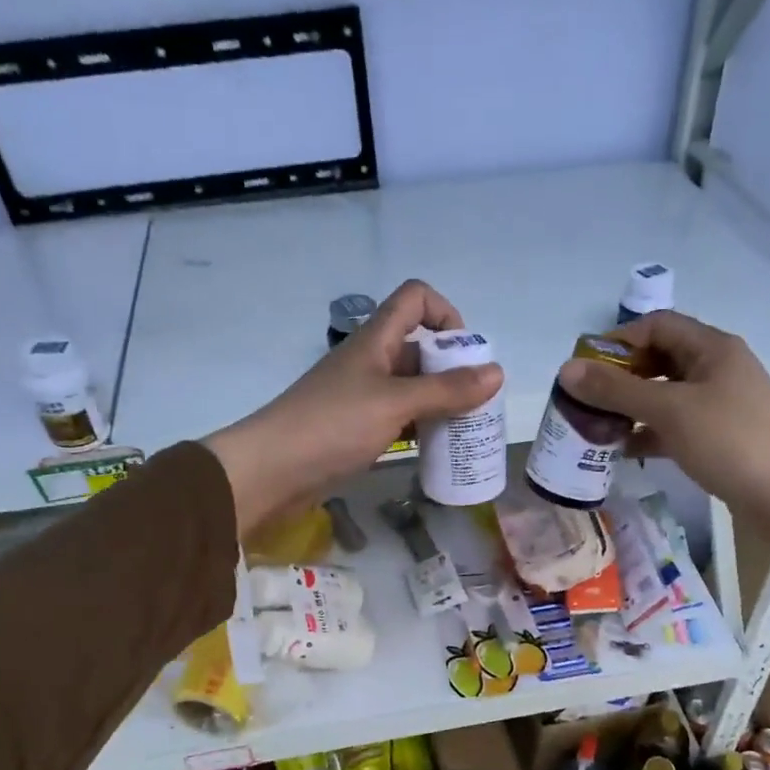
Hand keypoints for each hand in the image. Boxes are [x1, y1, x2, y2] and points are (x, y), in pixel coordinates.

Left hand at [206, 280, 502, 533]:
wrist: (271, 471)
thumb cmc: (332, 426)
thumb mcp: (395, 404)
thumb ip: (446, 390)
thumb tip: (497, 372)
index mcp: (376, 340)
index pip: (415, 299)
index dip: (445, 313)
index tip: (465, 353)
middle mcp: (370, 362)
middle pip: (419, 348)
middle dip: (453, 369)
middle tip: (479, 404)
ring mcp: (361, 397)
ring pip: (411, 388)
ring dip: (439, 403)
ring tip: (466, 431)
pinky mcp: (356, 429)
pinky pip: (398, 418)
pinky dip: (420, 427)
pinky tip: (437, 449)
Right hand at [556, 310, 769, 580]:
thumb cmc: (729, 441)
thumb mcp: (668, 410)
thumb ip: (616, 390)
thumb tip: (566, 370)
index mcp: (711, 348)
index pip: (656, 326)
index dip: (618, 340)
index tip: (584, 367)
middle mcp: (715, 369)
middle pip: (658, 360)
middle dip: (620, 377)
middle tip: (585, 399)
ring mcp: (718, 404)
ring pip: (664, 395)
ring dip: (630, 408)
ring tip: (596, 426)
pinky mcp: (717, 436)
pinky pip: (673, 426)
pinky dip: (647, 433)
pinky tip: (622, 451)